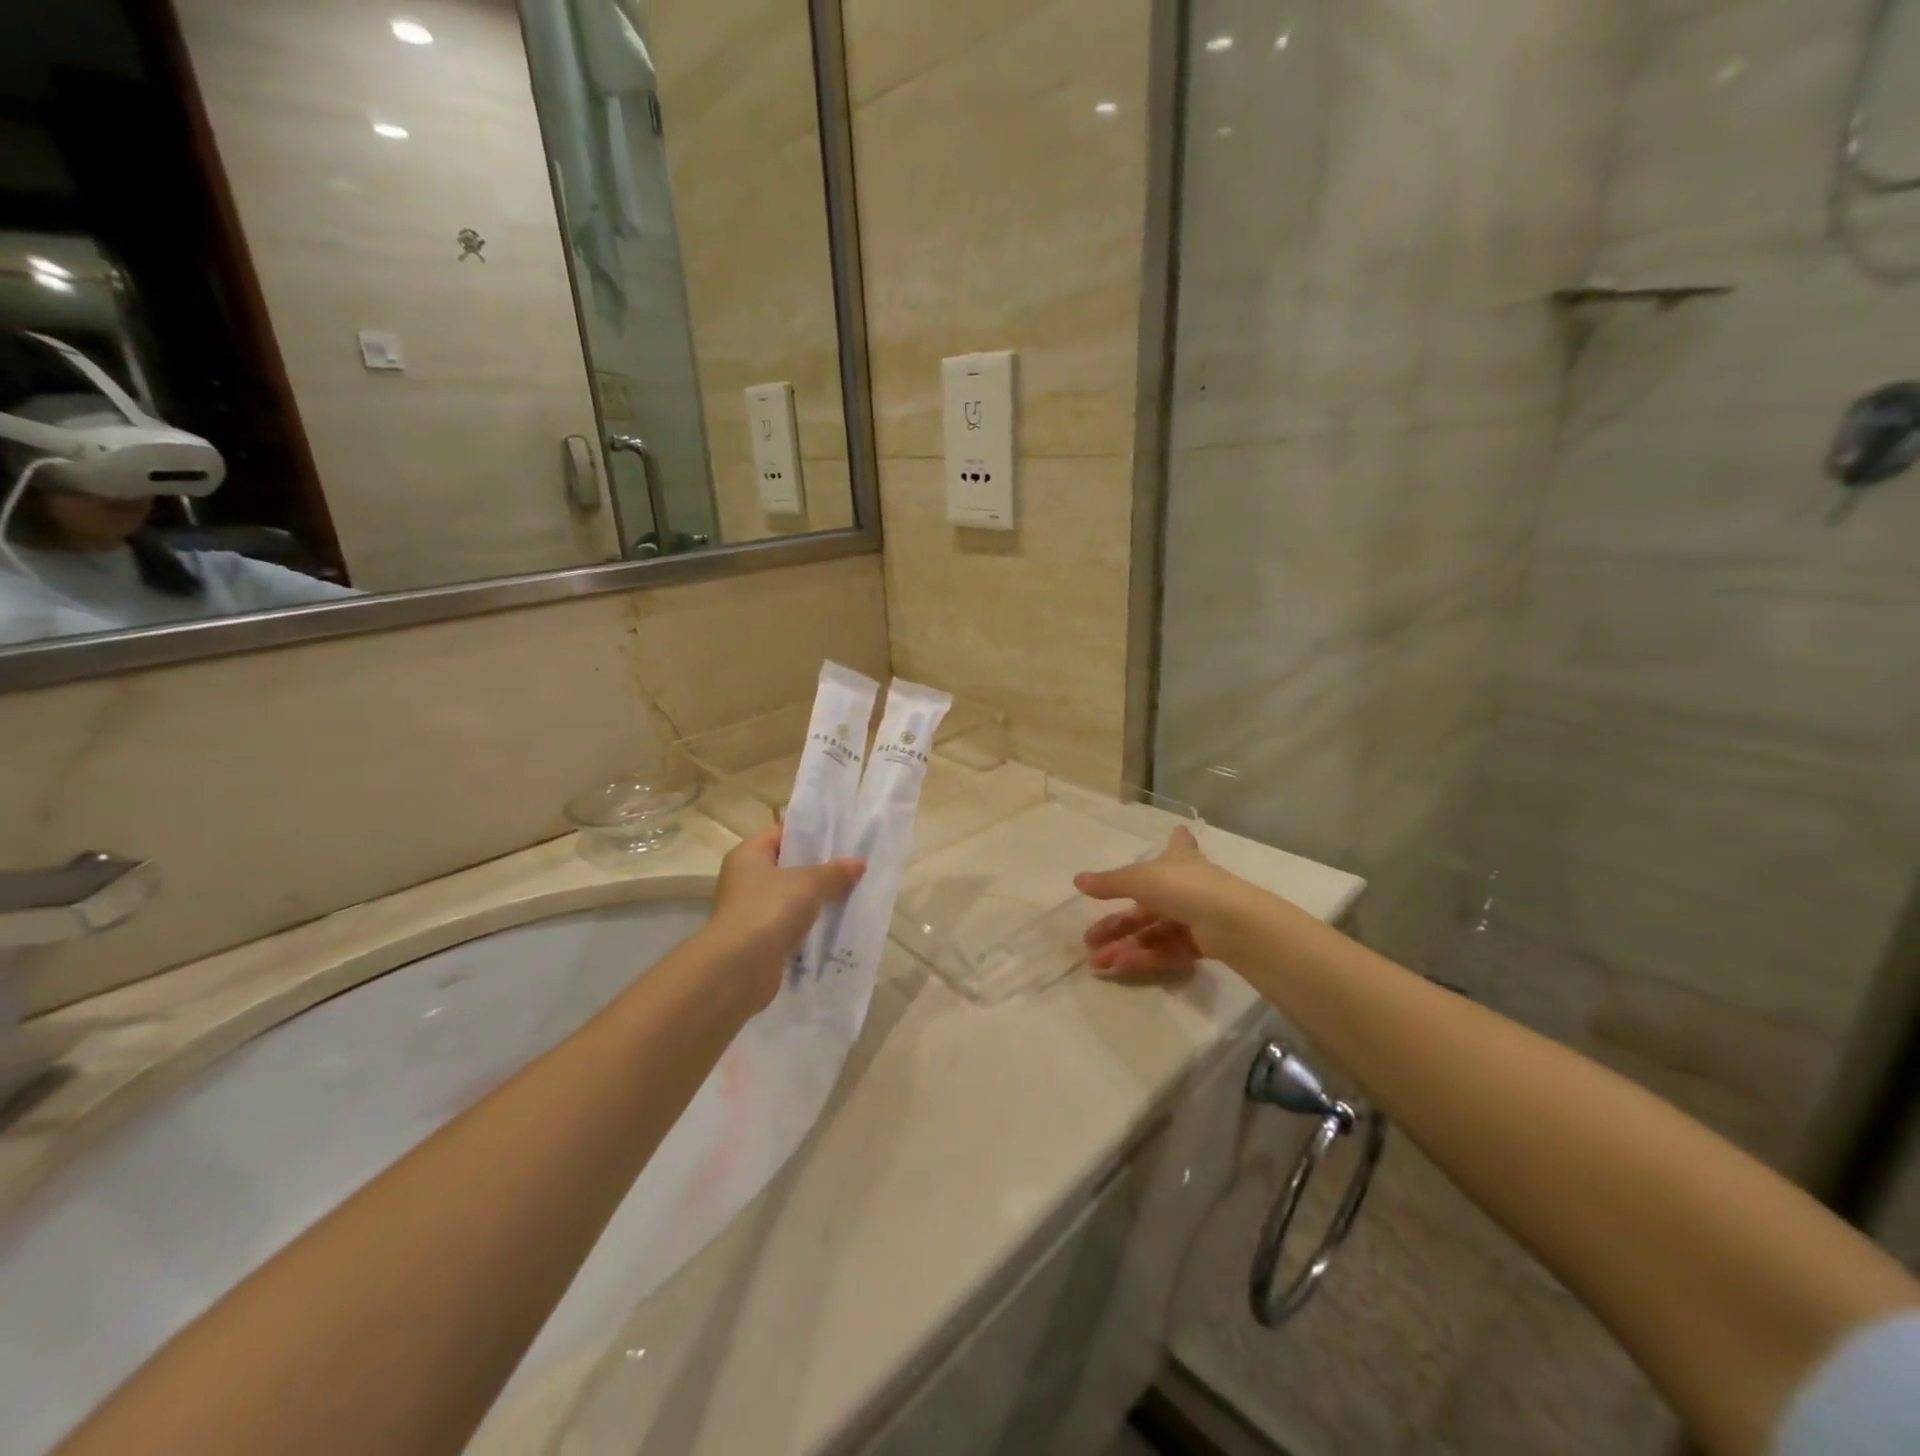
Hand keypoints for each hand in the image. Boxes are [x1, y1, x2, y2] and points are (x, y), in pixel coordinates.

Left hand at [707, 828, 864, 1009]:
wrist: (740, 968)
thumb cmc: (769, 910)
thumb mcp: (808, 883)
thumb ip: (834, 872)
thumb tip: (859, 863)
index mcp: (748, 855)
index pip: (782, 834)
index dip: (811, 833)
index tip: (842, 836)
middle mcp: (745, 879)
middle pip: (788, 866)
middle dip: (820, 868)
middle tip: (853, 866)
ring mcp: (752, 911)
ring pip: (792, 898)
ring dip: (817, 899)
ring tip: (852, 894)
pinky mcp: (761, 940)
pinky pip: (792, 925)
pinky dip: (810, 926)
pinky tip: (837, 925)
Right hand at [1075, 827, 1240, 982]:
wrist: (1230, 923)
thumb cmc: (1184, 887)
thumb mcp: (1139, 879)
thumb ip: (1109, 883)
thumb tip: (1077, 880)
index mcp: (1178, 860)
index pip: (1178, 845)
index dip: (1176, 839)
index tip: (1177, 831)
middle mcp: (1187, 886)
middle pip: (1145, 905)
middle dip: (1116, 924)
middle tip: (1088, 939)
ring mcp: (1194, 917)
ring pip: (1152, 932)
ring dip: (1123, 946)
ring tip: (1096, 961)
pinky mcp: (1200, 945)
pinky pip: (1165, 950)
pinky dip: (1143, 957)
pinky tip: (1119, 966)